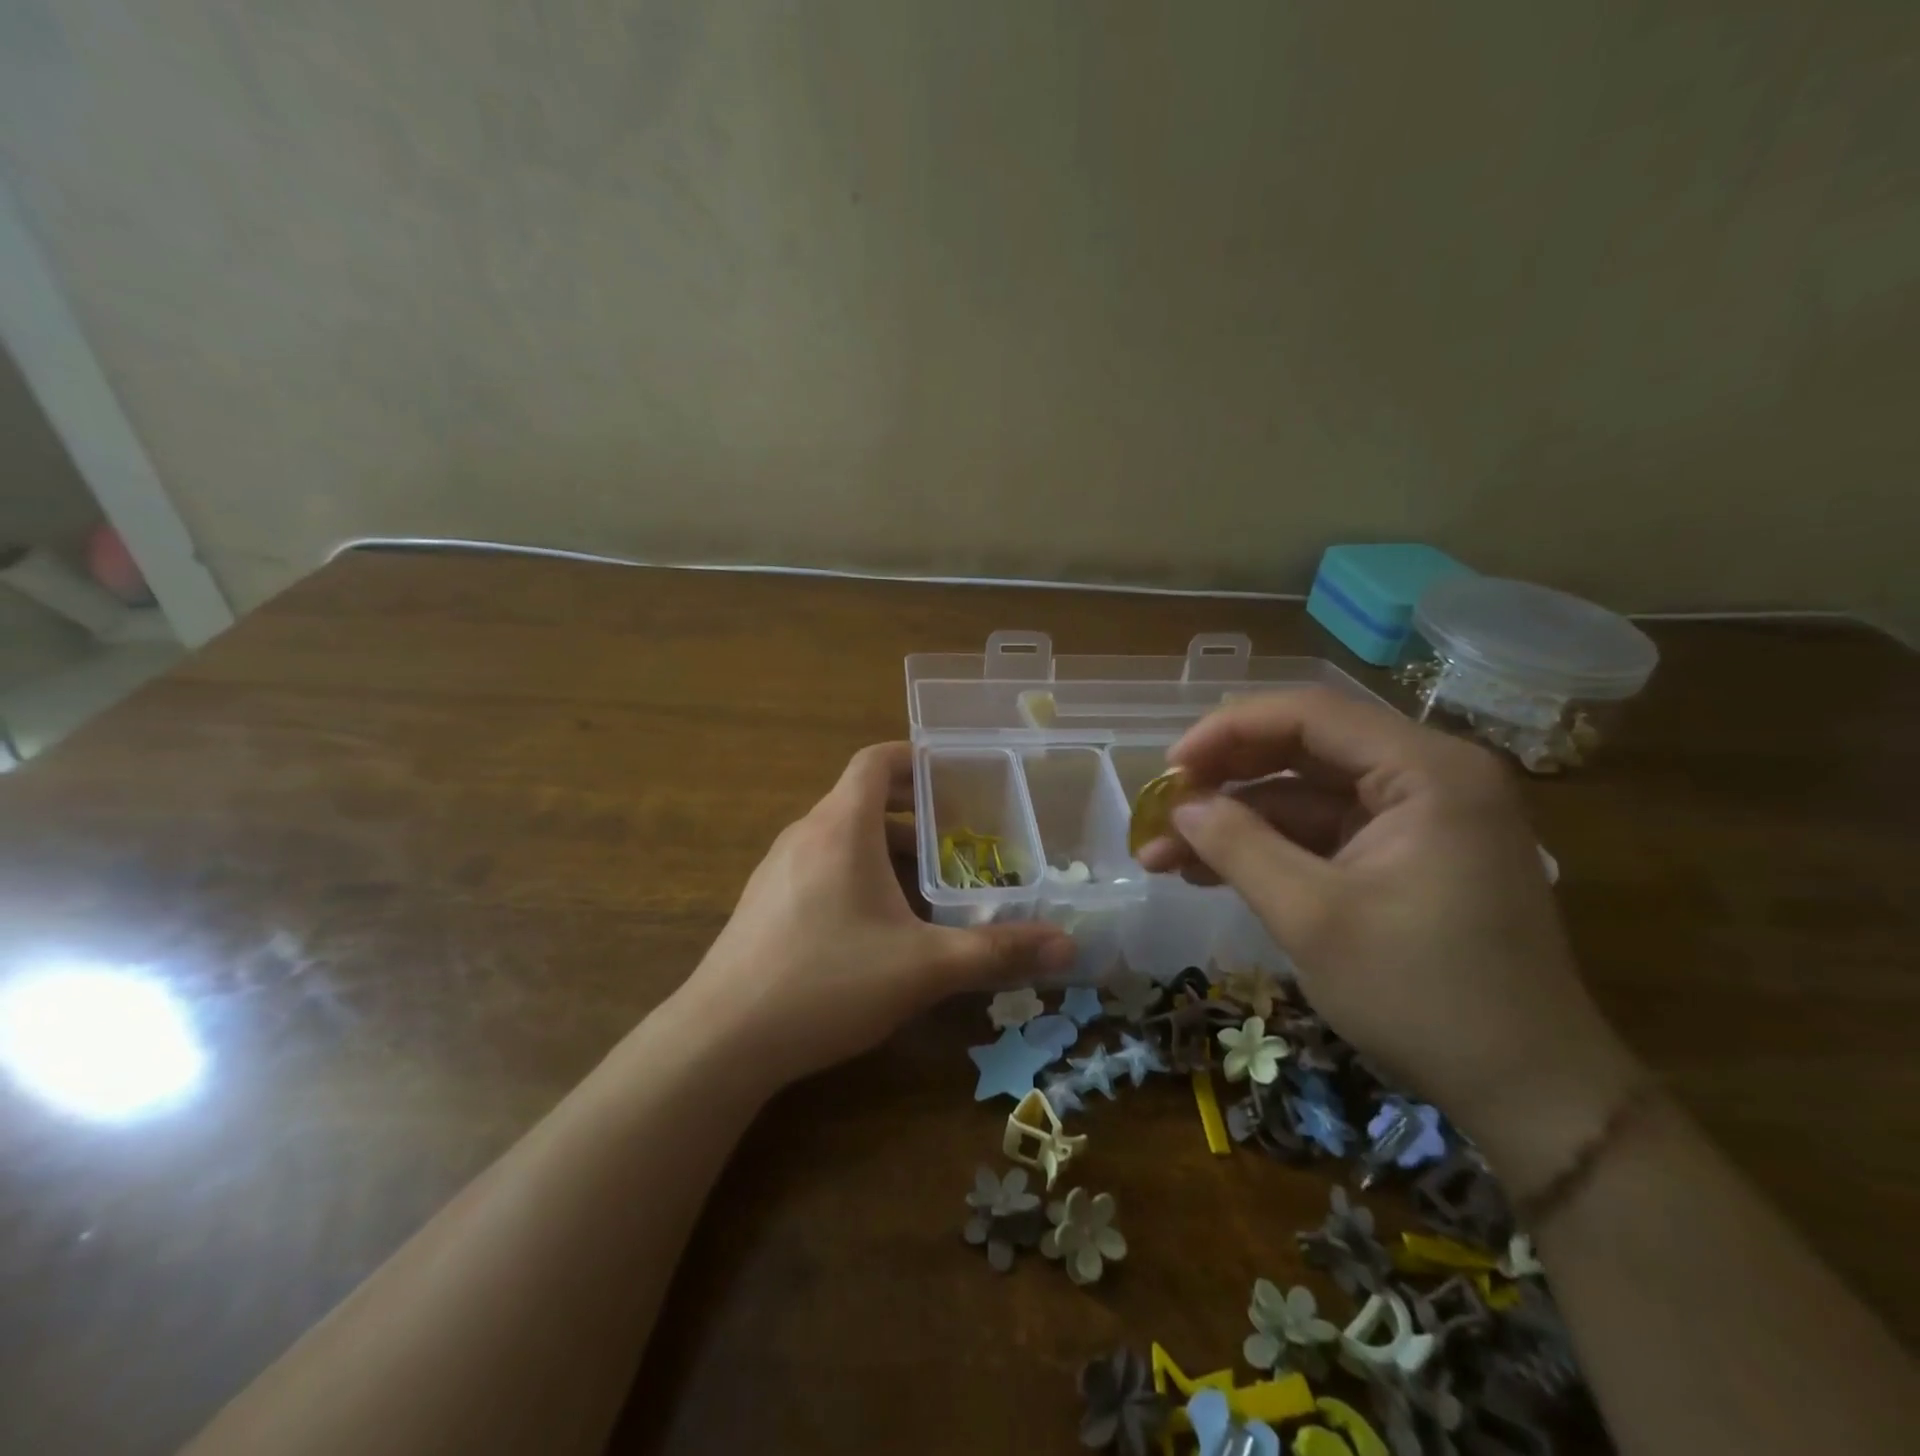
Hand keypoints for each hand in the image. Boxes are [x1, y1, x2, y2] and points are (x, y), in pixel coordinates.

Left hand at [675, 742, 1074, 1089]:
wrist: (721, 1039)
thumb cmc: (827, 981)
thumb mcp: (923, 967)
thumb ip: (996, 952)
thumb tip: (1068, 947)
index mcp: (840, 827)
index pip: (875, 761)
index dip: (915, 758)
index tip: (954, 775)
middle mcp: (804, 835)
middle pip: (861, 799)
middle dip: (913, 812)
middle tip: (959, 834)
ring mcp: (776, 869)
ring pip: (840, 837)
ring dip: (884, 847)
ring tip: (926, 883)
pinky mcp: (762, 904)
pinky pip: (818, 867)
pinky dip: (854, 874)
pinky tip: (875, 925)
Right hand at [1136, 689, 1640, 1164]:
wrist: (1529, 1092)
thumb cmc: (1423, 996)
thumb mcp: (1312, 917)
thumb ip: (1238, 846)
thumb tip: (1179, 804)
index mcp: (1427, 771)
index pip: (1309, 714)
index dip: (1227, 731)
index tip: (1168, 768)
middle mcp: (1429, 776)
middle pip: (1304, 748)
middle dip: (1225, 779)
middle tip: (1162, 808)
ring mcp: (1419, 817)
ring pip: (1305, 795)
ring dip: (1236, 821)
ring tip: (1164, 854)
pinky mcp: (1407, 855)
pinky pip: (1323, 833)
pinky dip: (1268, 848)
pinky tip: (1209, 871)